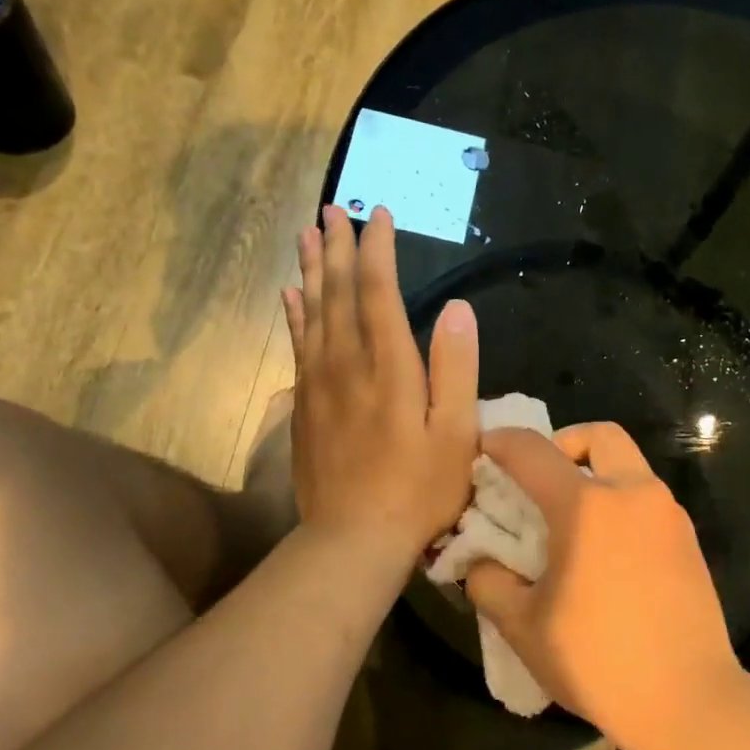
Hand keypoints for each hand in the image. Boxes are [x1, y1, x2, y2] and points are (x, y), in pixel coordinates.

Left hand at [283, 205, 477, 557]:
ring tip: (306, 235)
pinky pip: (297, 346)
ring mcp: (319, 385)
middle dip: (336, 247)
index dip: (377, 250)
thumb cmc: (418, 490)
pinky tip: (291, 297)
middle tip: (331, 210)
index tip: (378, 215)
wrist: (353, 539)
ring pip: (312, 313)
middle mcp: (347, 364)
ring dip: (310, 271)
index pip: (378, 291)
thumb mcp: (457, 434)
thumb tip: (458, 308)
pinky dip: (294, 315)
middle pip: (337, 293)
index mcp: (390, 366)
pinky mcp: (303, 407)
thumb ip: (457, 368)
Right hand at [464, 423, 746, 749]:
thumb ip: (489, 584)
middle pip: (600, 436)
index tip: (484, 447)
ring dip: (596, 474)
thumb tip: (480, 563)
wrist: (687, 701)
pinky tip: (606, 553)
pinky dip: (621, 503)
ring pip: (630, 466)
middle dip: (564, 443)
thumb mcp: (523, 627)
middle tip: (542, 479)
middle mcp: (633, 494)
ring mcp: (668, 515)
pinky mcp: (689, 541)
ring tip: (572, 523)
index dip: (501, 442)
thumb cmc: (596, 660)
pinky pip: (648, 500)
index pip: (533, 451)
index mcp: (587, 506)